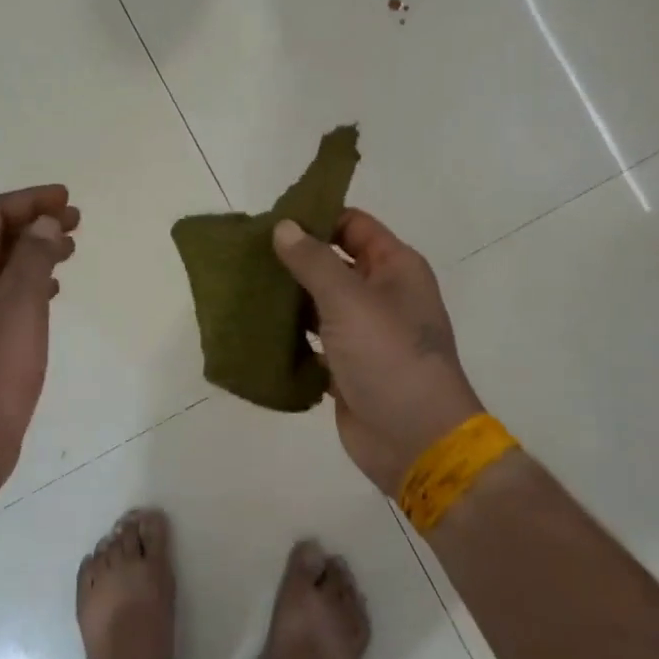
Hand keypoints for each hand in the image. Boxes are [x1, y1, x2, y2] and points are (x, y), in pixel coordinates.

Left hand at [0, 185, 77, 485]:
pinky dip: (22, 281)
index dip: (29, 201)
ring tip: (71, 248)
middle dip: (32, 224)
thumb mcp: (21, 302)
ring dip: (31, 252)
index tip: (66, 198)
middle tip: (76, 220)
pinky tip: (52, 287)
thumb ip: (34, 254)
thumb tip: (45, 224)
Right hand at [273, 210, 483, 494]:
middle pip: (333, 263)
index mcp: (395, 268)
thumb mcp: (349, 300)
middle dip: (294, 258)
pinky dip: (291, 335)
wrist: (415, 440)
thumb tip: (283, 226)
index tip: (271, 219)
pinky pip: (314, 340)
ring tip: (243, 287)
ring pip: (320, 303)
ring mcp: (364, 333)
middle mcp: (381, 294)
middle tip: (247, 253)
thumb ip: (313, 261)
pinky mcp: (346, 366)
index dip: (317, 218)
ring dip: (288, 297)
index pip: (353, 225)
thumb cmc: (389, 357)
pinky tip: (256, 328)